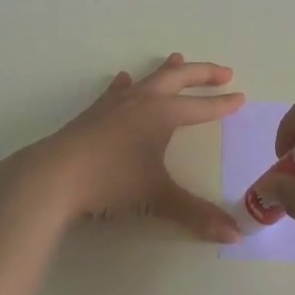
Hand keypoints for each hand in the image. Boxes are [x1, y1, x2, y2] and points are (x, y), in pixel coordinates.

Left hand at [0, 55, 246, 241]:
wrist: (54, 176)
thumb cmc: (111, 181)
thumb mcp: (157, 198)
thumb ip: (196, 215)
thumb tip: (235, 235)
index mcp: (162, 114)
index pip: (200, 108)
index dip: (222, 105)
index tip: (241, 97)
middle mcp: (142, 101)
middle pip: (178, 79)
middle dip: (202, 74)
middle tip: (223, 71)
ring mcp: (115, 104)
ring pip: (148, 79)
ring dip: (167, 70)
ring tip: (178, 58)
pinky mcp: (93, 113)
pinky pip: (116, 90)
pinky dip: (126, 84)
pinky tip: (123, 80)